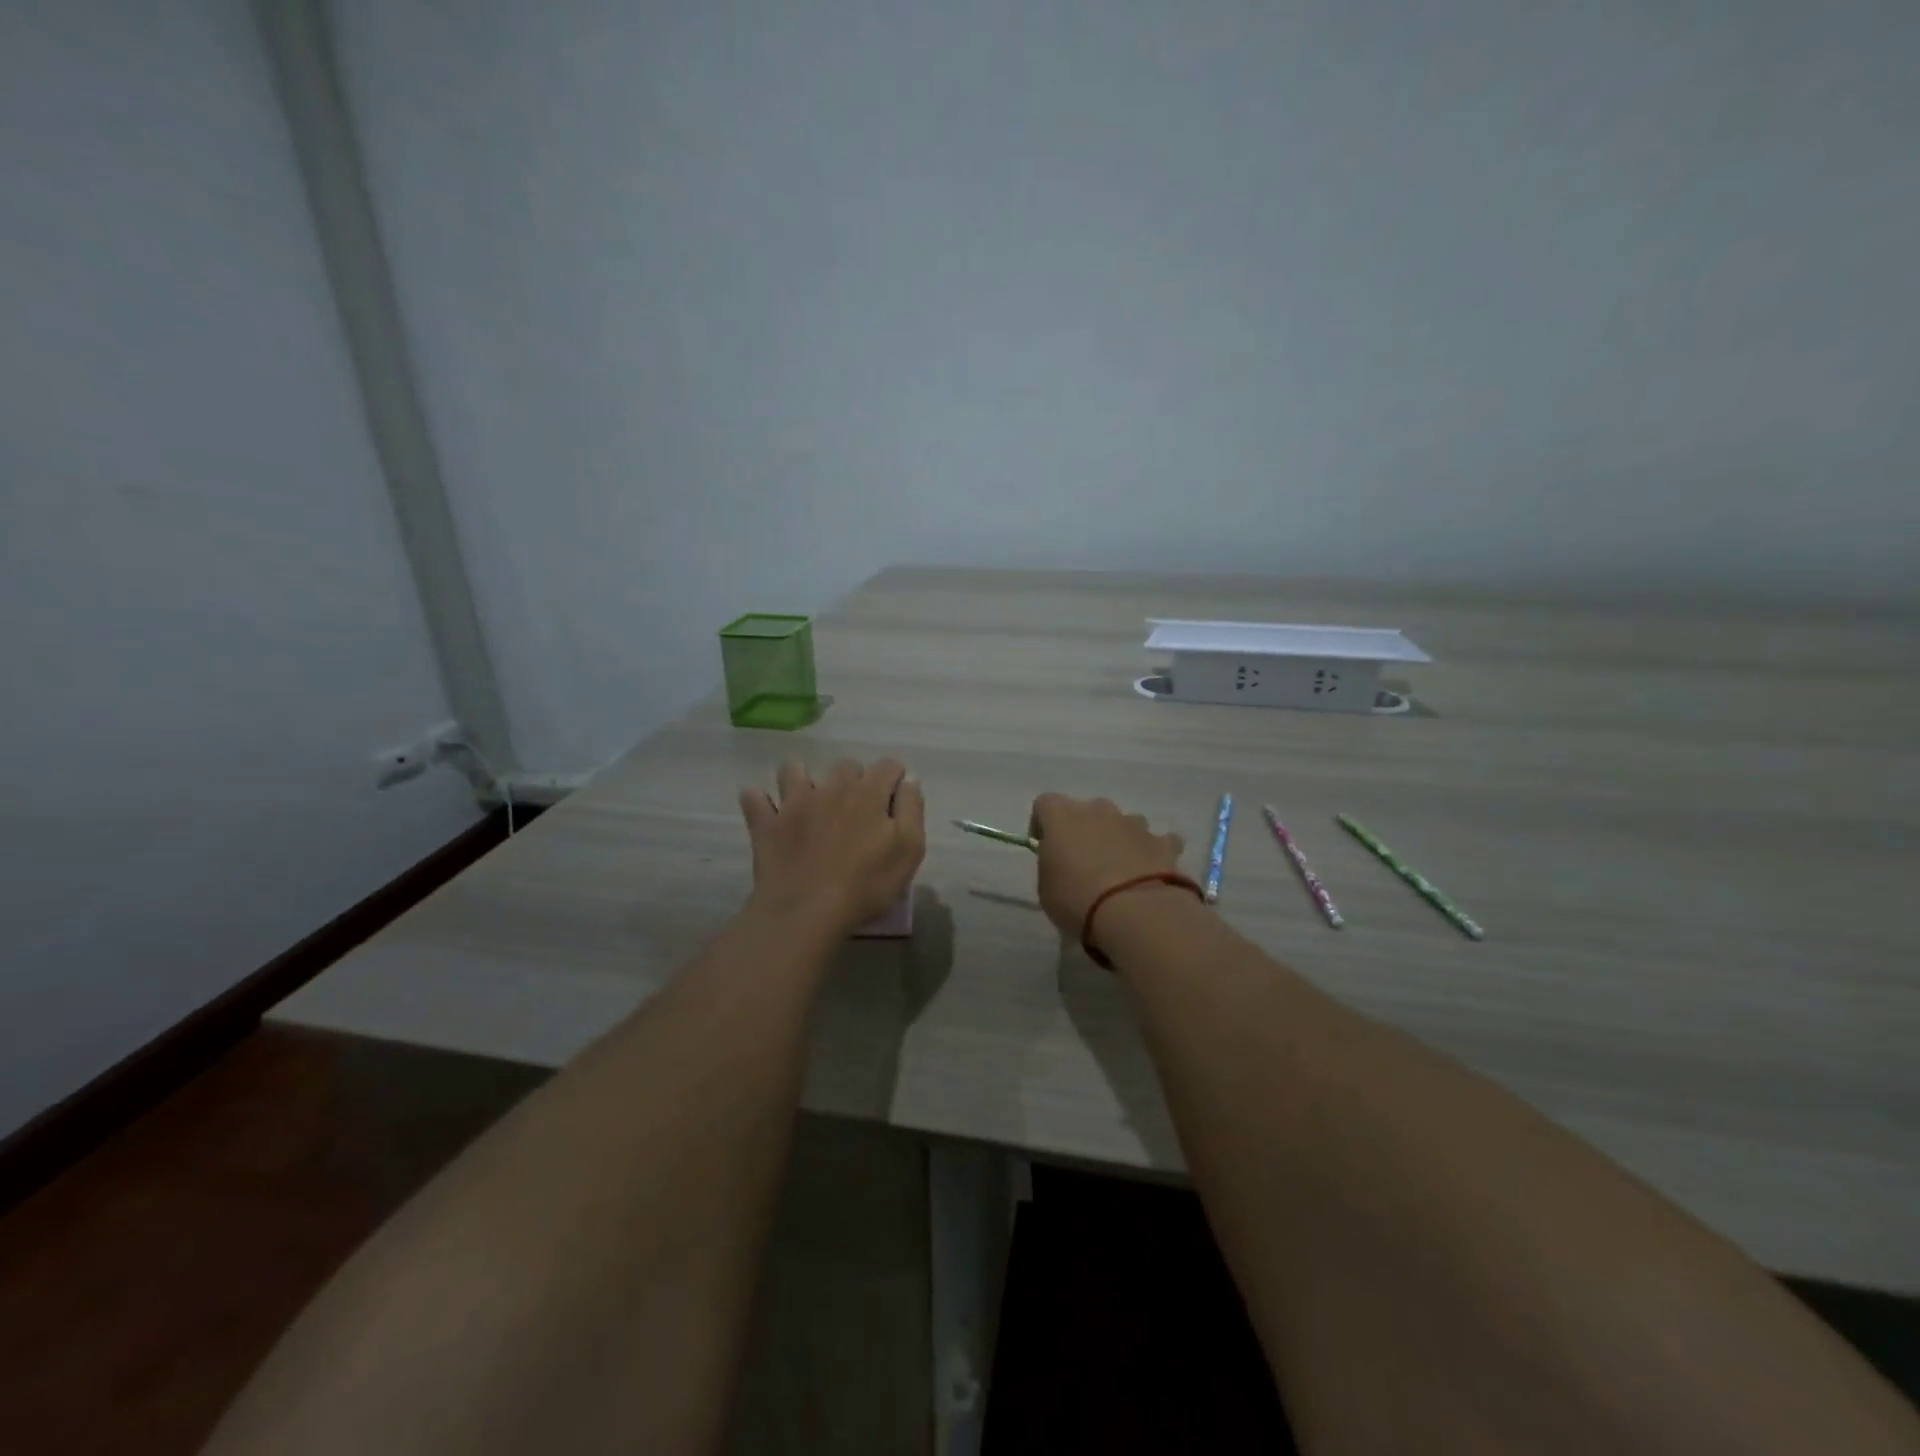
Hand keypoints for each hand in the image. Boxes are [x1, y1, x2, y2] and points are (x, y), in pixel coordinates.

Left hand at [740, 757, 926, 934]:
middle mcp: (831, 786)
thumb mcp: (910, 850)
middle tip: (857, 812)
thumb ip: (912, 809)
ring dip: (803, 779)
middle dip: (855, 781)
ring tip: (810, 802)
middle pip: (846, 766)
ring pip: (794, 770)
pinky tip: (769, 813)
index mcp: (869, 792)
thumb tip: (910, 781)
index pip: (888, 766)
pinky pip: (754, 798)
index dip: (895, 781)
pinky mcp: (766, 822)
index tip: (894, 803)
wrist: (807, 911)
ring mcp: (794, 801)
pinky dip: (760, 802)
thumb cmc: (867, 884)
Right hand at [1028, 793, 1185, 938]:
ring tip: (1119, 871)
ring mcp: (1134, 823)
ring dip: (1118, 839)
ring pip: (1123, 822)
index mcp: (1062, 816)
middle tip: (1084, 862)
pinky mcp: (1162, 842)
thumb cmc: (1076, 899)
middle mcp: (1099, 810)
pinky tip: (1150, 874)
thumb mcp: (1046, 887)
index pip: (1045, 803)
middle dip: (1085, 830)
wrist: (1133, 913)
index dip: (1043, 824)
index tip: (1046, 848)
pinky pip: (1157, 841)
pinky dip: (1151, 853)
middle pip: (1087, 810)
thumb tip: (1063, 861)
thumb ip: (1052, 864)